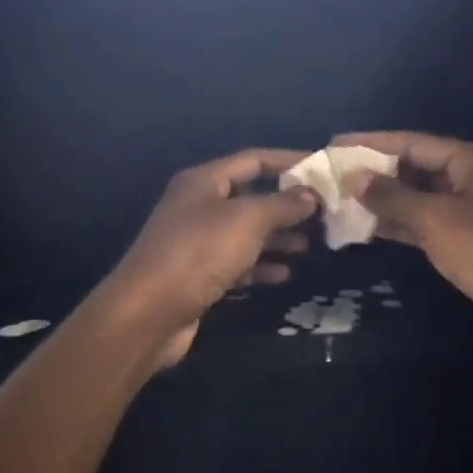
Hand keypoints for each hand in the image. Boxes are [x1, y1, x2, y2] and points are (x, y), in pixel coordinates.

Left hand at [103, 149, 319, 368]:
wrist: (148, 312)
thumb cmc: (198, 253)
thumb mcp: (246, 220)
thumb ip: (282, 204)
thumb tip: (311, 194)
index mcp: (204, 181)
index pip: (253, 160)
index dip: (288, 162)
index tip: (322, 170)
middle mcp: (198, 206)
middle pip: (250, 197)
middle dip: (287, 205)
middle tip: (324, 214)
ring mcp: (196, 242)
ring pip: (246, 232)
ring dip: (278, 237)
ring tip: (310, 245)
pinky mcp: (198, 275)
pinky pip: (237, 263)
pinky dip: (260, 266)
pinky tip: (285, 274)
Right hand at [333, 131, 472, 398]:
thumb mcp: (437, 220)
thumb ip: (393, 196)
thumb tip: (355, 177)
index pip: (414, 142)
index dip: (372, 143)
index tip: (335, 143)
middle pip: (418, 168)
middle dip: (376, 173)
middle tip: (333, 176)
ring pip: (422, 199)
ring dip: (385, 202)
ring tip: (341, 202)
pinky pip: (429, 225)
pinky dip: (401, 226)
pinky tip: (368, 229)